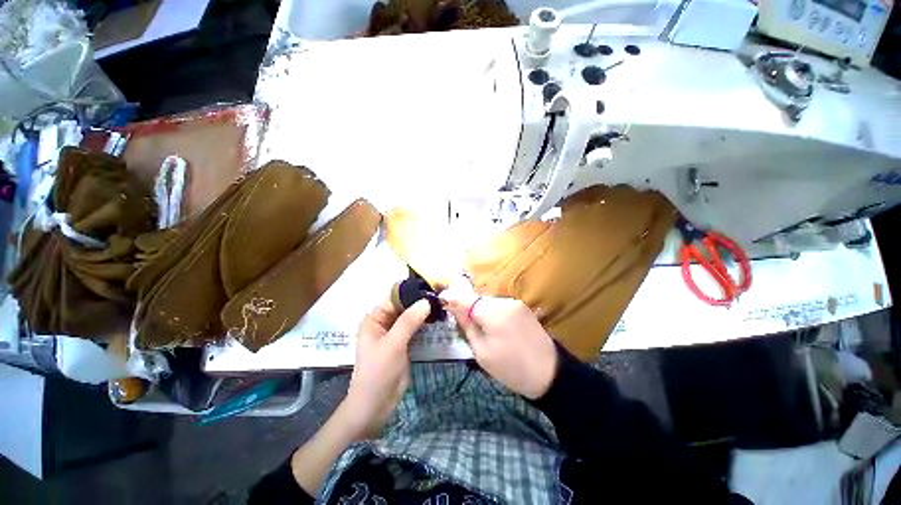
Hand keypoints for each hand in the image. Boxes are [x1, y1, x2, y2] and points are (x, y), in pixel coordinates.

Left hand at [341, 297, 430, 438]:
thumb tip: (426, 301)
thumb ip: (408, 321)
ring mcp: (395, 333)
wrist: (375, 407)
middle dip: (421, 302)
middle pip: (404, 306)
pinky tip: (439, 318)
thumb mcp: (392, 345)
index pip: (395, 298)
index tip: (433, 287)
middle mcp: (384, 322)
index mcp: (375, 318)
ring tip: (444, 304)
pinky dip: (426, 324)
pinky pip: (416, 328)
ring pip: (412, 317)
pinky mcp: (405, 343)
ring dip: (425, 312)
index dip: (413, 292)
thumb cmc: (378, 373)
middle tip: (443, 295)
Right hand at [441, 279, 557, 399]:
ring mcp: (515, 302)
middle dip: (468, 308)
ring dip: (481, 311)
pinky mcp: (522, 306)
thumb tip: (453, 307)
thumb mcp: (482, 353)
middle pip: (477, 299)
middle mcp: (504, 301)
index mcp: (493, 313)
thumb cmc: (511, 369)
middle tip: (463, 324)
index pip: (465, 298)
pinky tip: (498, 328)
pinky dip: (493, 313)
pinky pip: (500, 305)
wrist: (550, 374)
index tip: (441, 301)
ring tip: (483, 330)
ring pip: (488, 302)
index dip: (451, 299)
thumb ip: (467, 326)